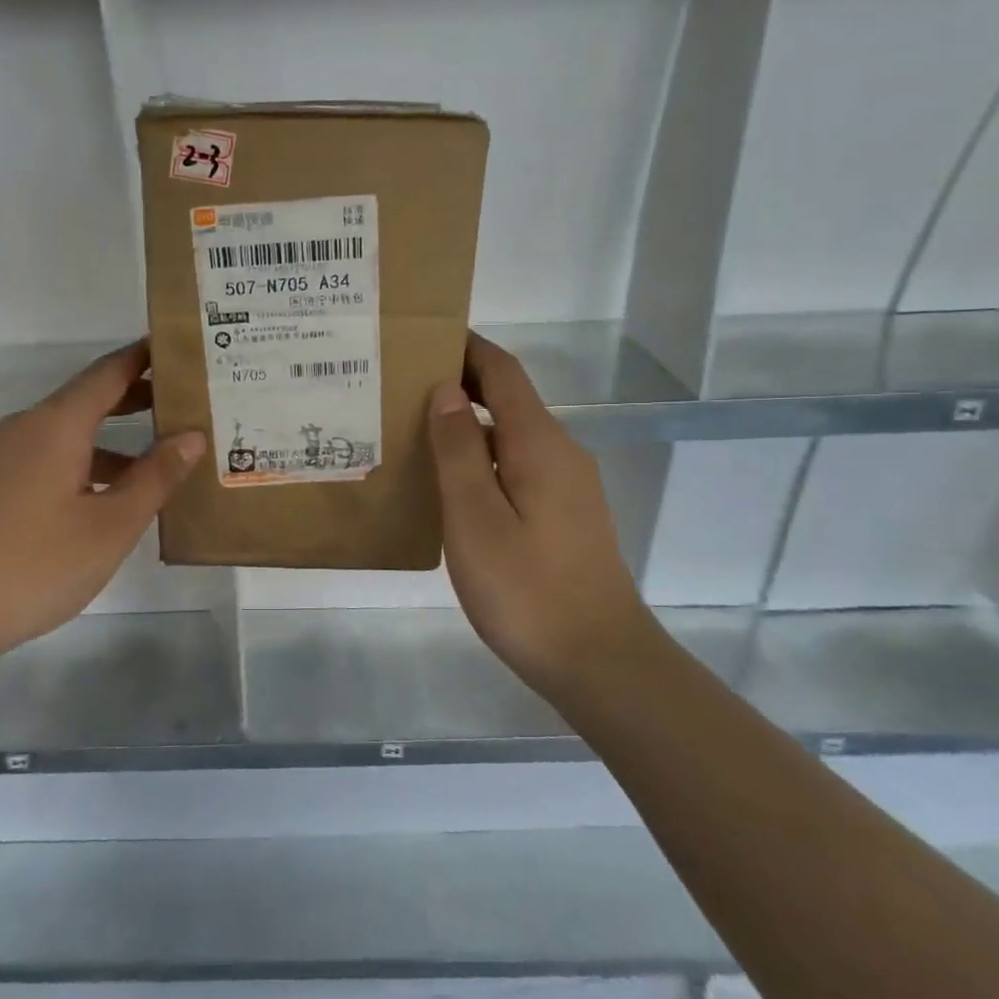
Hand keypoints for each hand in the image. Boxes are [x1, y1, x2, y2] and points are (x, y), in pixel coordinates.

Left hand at [0, 341, 204, 669]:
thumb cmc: (33, 563)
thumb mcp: (110, 525)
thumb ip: (155, 477)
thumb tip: (192, 435)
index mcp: (57, 424)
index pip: (109, 372)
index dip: (146, 357)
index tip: (183, 349)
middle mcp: (27, 429)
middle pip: (89, 399)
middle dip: (137, 398)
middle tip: (186, 403)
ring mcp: (3, 459)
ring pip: (69, 435)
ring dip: (114, 440)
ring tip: (159, 460)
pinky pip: (49, 459)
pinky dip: (86, 464)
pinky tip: (105, 500)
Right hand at [426, 333, 645, 697]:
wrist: (599, 661)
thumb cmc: (527, 589)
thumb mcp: (476, 518)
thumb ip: (459, 450)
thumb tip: (445, 390)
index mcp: (539, 443)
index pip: (502, 371)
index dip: (466, 347)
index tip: (421, 336)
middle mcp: (560, 453)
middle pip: (508, 400)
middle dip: (458, 385)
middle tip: (399, 390)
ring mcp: (568, 487)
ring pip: (512, 438)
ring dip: (468, 427)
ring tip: (413, 435)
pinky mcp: (565, 517)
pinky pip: (518, 468)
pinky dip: (482, 460)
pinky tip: (450, 486)